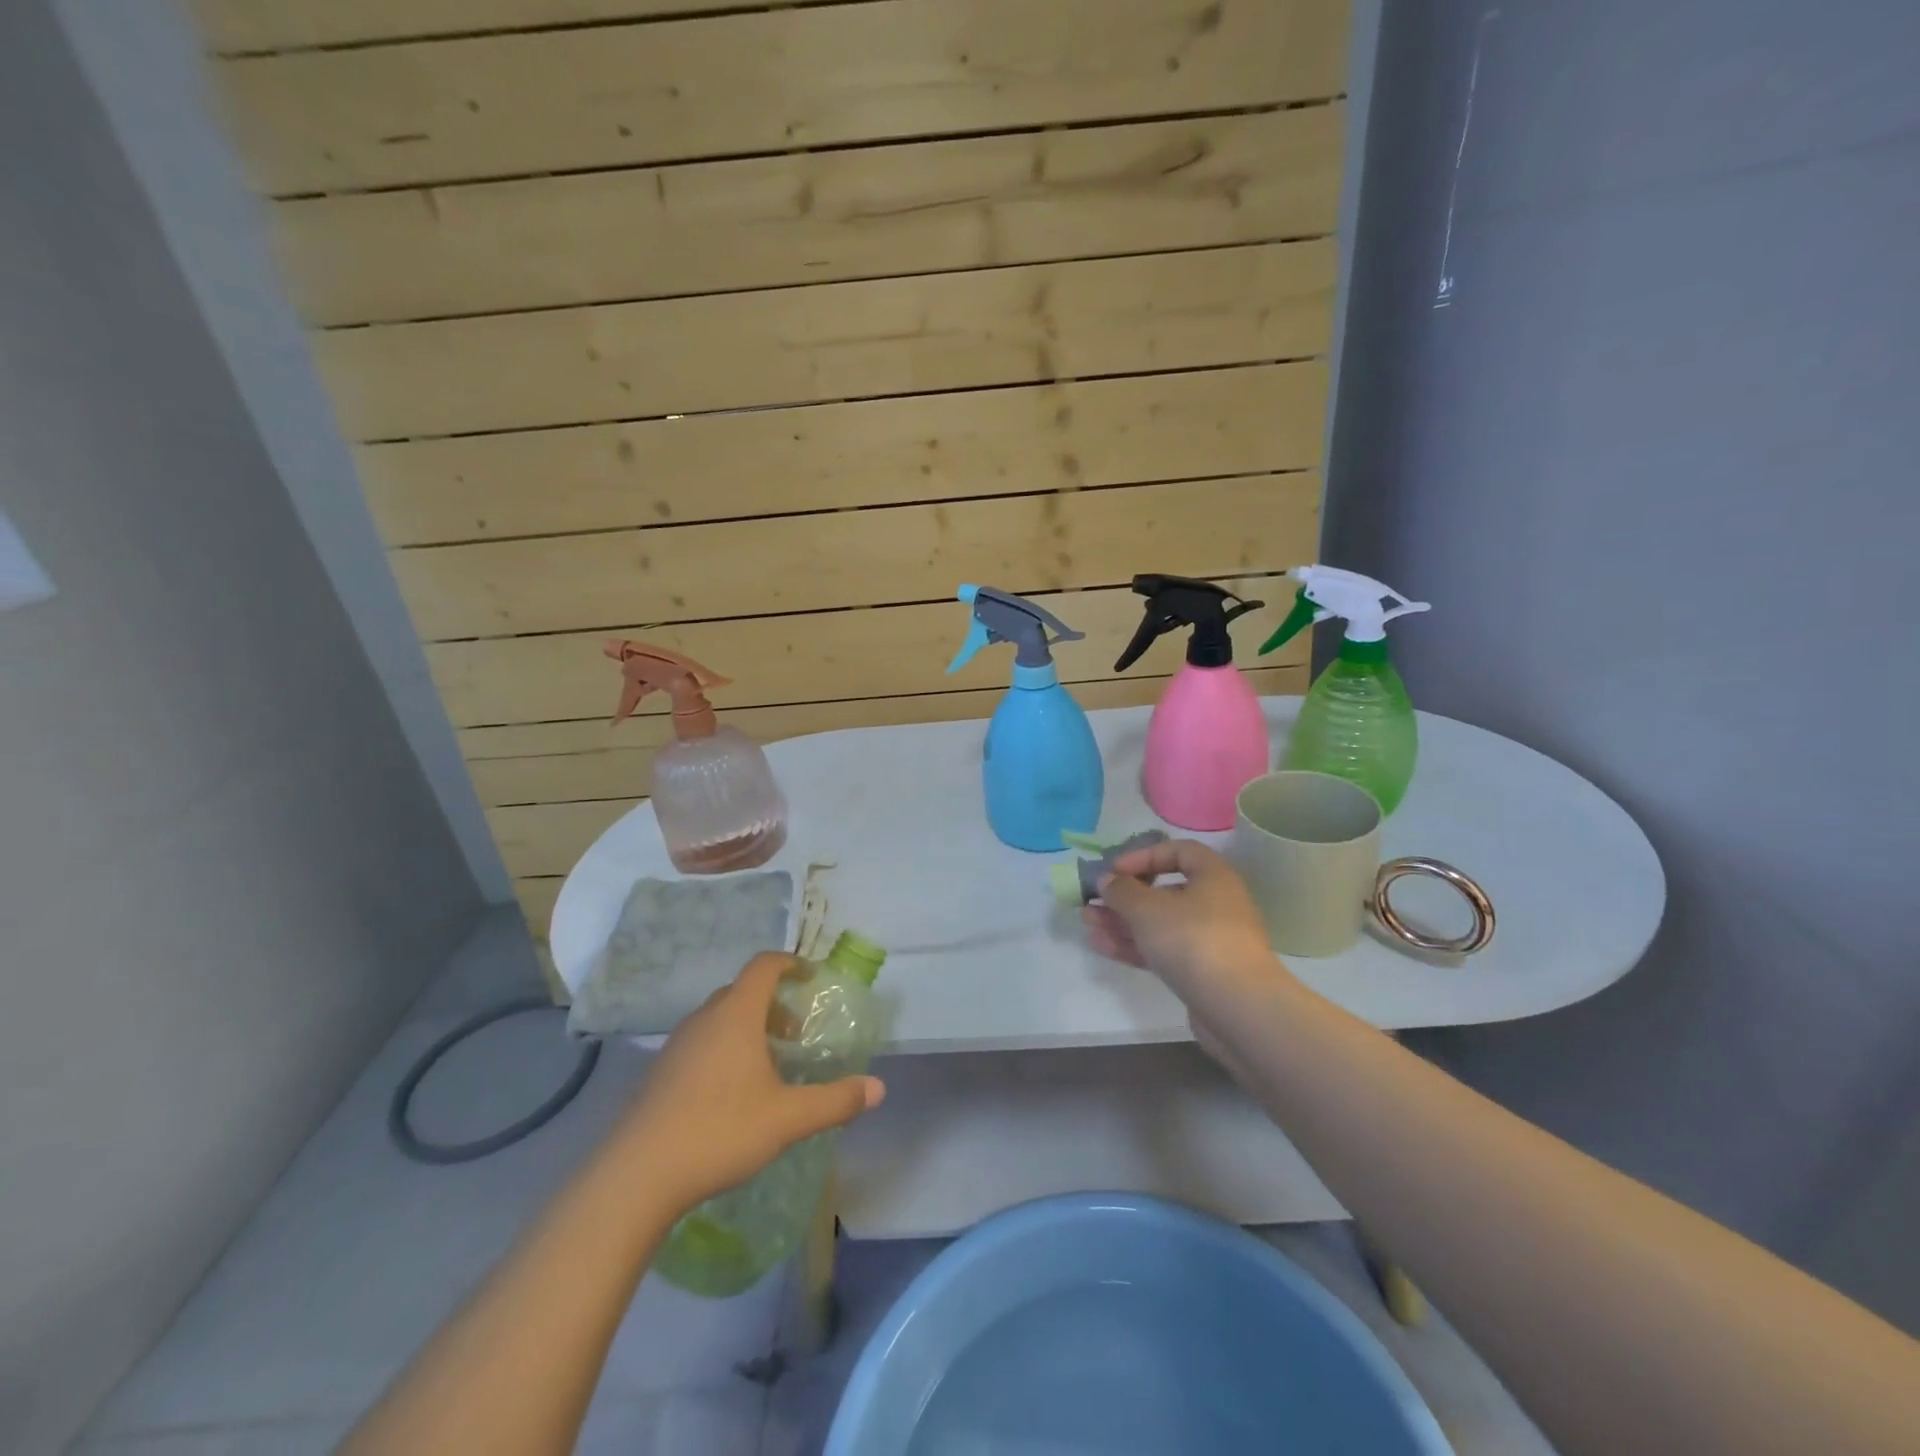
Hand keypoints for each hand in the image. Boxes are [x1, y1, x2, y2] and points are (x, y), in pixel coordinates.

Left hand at [617, 953, 884, 1212]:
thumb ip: (835, 1101)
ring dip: (747, 1027)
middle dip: (772, 1003)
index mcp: (736, 1015)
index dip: (789, 963)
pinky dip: (724, 1048)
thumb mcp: (788, 1118)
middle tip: (795, 1032)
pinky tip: (732, 1092)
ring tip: (768, 1065)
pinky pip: (700, 1042)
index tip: (810, 976)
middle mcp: (704, 1019)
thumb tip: (878, 1088)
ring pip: (719, 1018)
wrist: (636, 1177)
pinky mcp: (659, 1074)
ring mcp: (676, 1046)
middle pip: (741, 991)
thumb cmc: (720, 1131)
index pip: (763, 967)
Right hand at [1081, 839, 1280, 997]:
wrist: (1238, 1008)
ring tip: (1088, 923)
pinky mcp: (1202, 972)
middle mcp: (1216, 903)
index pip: (1178, 851)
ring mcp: (1210, 940)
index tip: (1115, 870)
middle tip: (1092, 901)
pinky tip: (1101, 946)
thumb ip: (1121, 890)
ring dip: (1123, 922)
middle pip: (1164, 891)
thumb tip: (1107, 880)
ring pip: (1160, 924)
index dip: (1143, 856)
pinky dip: (1134, 945)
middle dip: (1125, 896)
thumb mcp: (1147, 908)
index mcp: (1213, 876)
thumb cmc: (1193, 940)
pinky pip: (1163, 950)